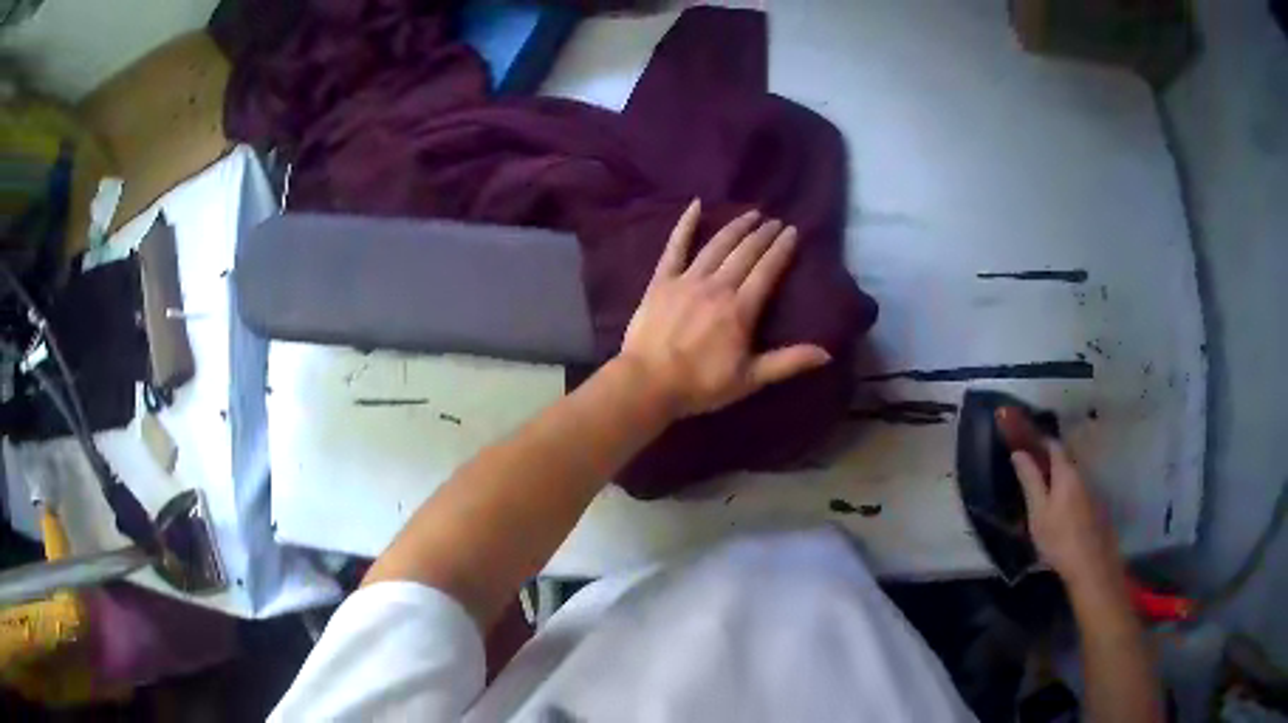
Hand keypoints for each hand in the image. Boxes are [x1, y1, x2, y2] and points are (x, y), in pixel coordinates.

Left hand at [619, 199, 831, 417]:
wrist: (648, 383)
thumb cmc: (701, 385)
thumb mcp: (750, 379)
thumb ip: (788, 362)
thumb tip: (827, 353)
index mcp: (741, 309)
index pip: (767, 271)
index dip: (781, 249)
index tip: (792, 231)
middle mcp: (717, 286)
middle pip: (745, 253)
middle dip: (763, 235)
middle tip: (775, 221)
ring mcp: (687, 280)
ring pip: (717, 245)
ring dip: (736, 227)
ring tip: (751, 213)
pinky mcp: (662, 280)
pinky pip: (675, 246)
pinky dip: (685, 224)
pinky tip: (695, 205)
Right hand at [1012, 441, 1123, 588]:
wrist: (1091, 564)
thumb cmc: (1059, 538)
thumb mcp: (1038, 512)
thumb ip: (1030, 480)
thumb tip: (1018, 453)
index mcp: (1066, 471)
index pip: (1053, 444)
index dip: (1039, 440)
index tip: (1024, 443)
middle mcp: (1081, 474)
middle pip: (1064, 459)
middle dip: (1048, 460)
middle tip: (1030, 470)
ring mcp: (1091, 490)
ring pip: (1071, 476)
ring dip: (1057, 478)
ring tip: (1042, 492)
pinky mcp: (1095, 507)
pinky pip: (1078, 490)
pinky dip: (1066, 492)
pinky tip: (1059, 510)